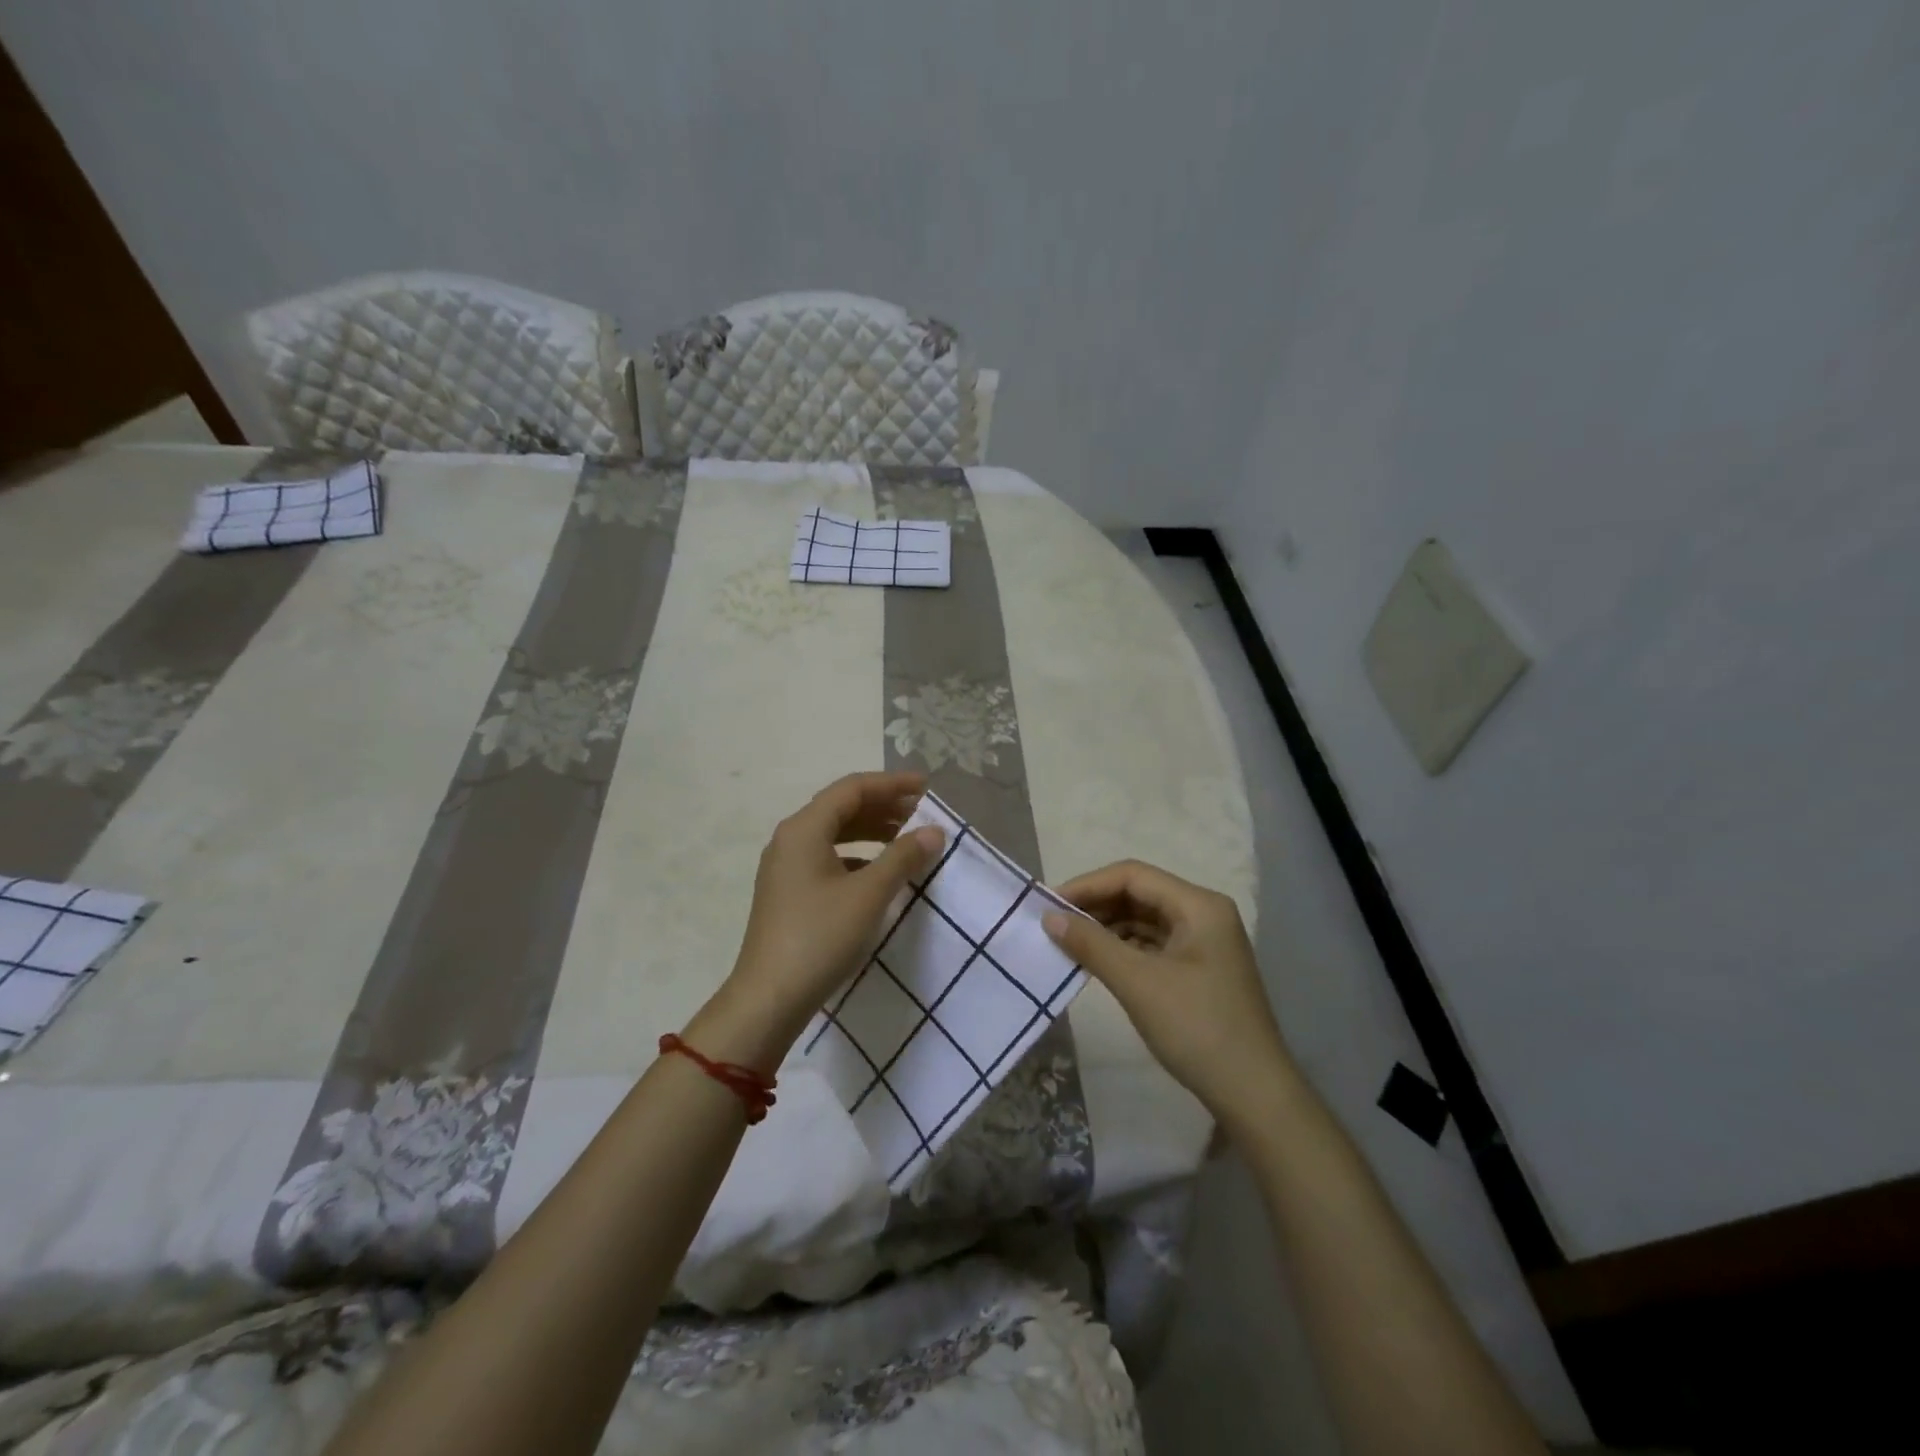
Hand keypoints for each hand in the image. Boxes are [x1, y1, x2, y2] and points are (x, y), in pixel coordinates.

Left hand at [703, 771, 943, 1069]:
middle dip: (883, 806)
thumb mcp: (869, 895)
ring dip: (871, 830)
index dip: (892, 784)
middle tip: (921, 813)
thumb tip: (933, 831)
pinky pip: (827, 856)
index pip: (852, 789)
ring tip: (906, 838)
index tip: (927, 788)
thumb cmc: (820, 938)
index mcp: (804, 829)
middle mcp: (790, 839)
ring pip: (834, 833)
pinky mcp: (788, 891)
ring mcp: (785, 866)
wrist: (769, 998)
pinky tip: (878, 871)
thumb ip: (903, 857)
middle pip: (841, 807)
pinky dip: (857, 855)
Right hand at [1044, 860, 1292, 1131]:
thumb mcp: (1138, 983)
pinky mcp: (1198, 969)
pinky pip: (1152, 945)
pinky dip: (1122, 949)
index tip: (1049, 905)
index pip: (1132, 876)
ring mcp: (1204, 942)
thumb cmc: (1197, 1028)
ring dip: (1106, 928)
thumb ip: (1091, 944)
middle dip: (1095, 906)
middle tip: (1053, 924)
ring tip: (1068, 943)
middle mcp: (1203, 914)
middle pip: (1139, 894)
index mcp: (1198, 905)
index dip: (1087, 885)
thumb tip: (1049, 918)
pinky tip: (1096, 962)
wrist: (1254, 1094)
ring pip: (1144, 920)